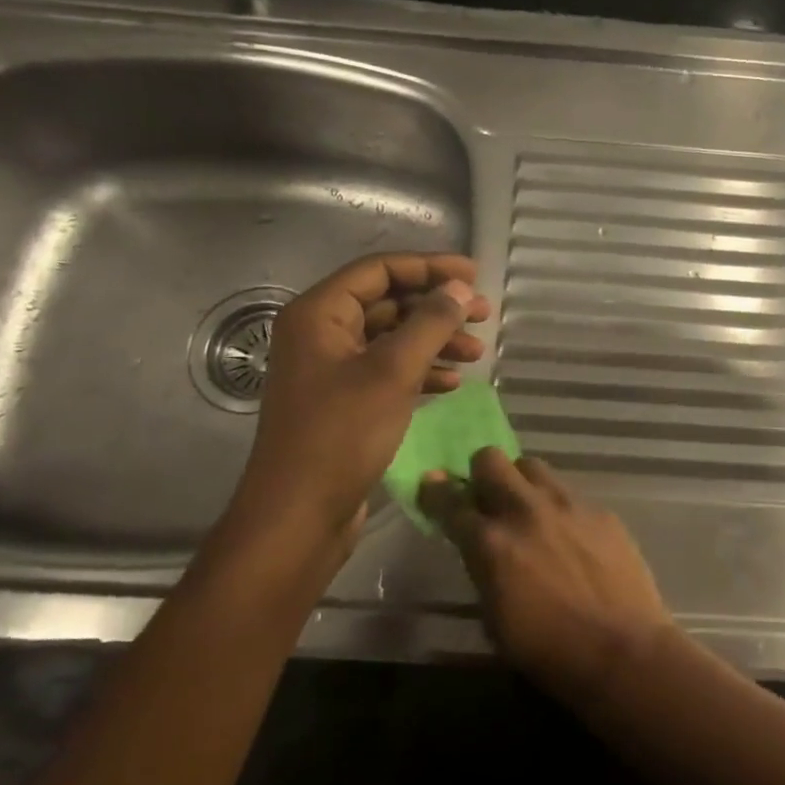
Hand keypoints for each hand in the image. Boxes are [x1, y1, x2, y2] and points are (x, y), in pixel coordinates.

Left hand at [225, 253, 490, 548]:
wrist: (299, 516)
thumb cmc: (341, 435)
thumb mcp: (393, 372)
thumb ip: (430, 323)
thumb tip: (461, 289)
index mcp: (319, 314)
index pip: (380, 270)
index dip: (430, 267)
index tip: (475, 276)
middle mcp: (321, 334)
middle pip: (388, 302)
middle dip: (437, 307)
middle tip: (484, 315)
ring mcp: (332, 370)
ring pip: (392, 338)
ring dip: (435, 341)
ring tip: (477, 353)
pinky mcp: (344, 402)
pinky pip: (388, 370)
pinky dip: (421, 371)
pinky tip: (452, 382)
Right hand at [420, 451, 675, 701]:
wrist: (621, 650)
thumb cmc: (548, 652)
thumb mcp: (495, 619)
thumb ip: (483, 571)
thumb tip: (480, 550)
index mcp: (491, 543)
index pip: (450, 503)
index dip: (436, 492)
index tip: (431, 484)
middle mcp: (525, 511)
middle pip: (491, 460)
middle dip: (481, 472)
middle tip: (486, 494)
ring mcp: (567, 505)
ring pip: (532, 466)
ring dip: (521, 482)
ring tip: (529, 507)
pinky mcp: (599, 510)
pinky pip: (570, 493)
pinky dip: (559, 507)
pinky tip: (570, 534)